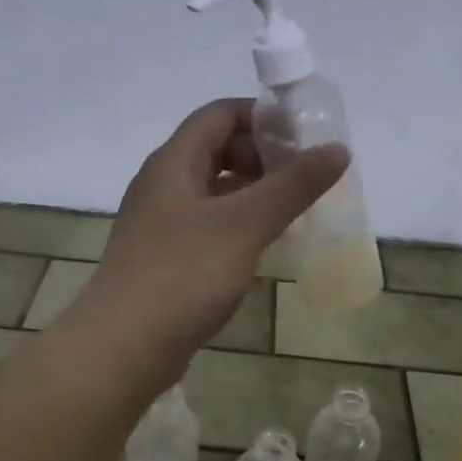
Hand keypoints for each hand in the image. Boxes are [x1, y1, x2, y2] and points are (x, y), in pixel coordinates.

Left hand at [87, 98, 347, 352]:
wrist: (123, 346)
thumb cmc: (183, 275)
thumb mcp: (244, 224)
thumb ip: (292, 186)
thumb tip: (337, 149)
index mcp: (174, 162)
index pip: (220, 114)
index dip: (263, 116)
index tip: (305, 137)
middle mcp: (163, 183)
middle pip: (218, 149)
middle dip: (264, 157)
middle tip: (305, 178)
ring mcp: (162, 221)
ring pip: (215, 189)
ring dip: (254, 193)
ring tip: (296, 210)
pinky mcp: (166, 255)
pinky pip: (209, 223)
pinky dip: (239, 224)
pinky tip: (265, 245)